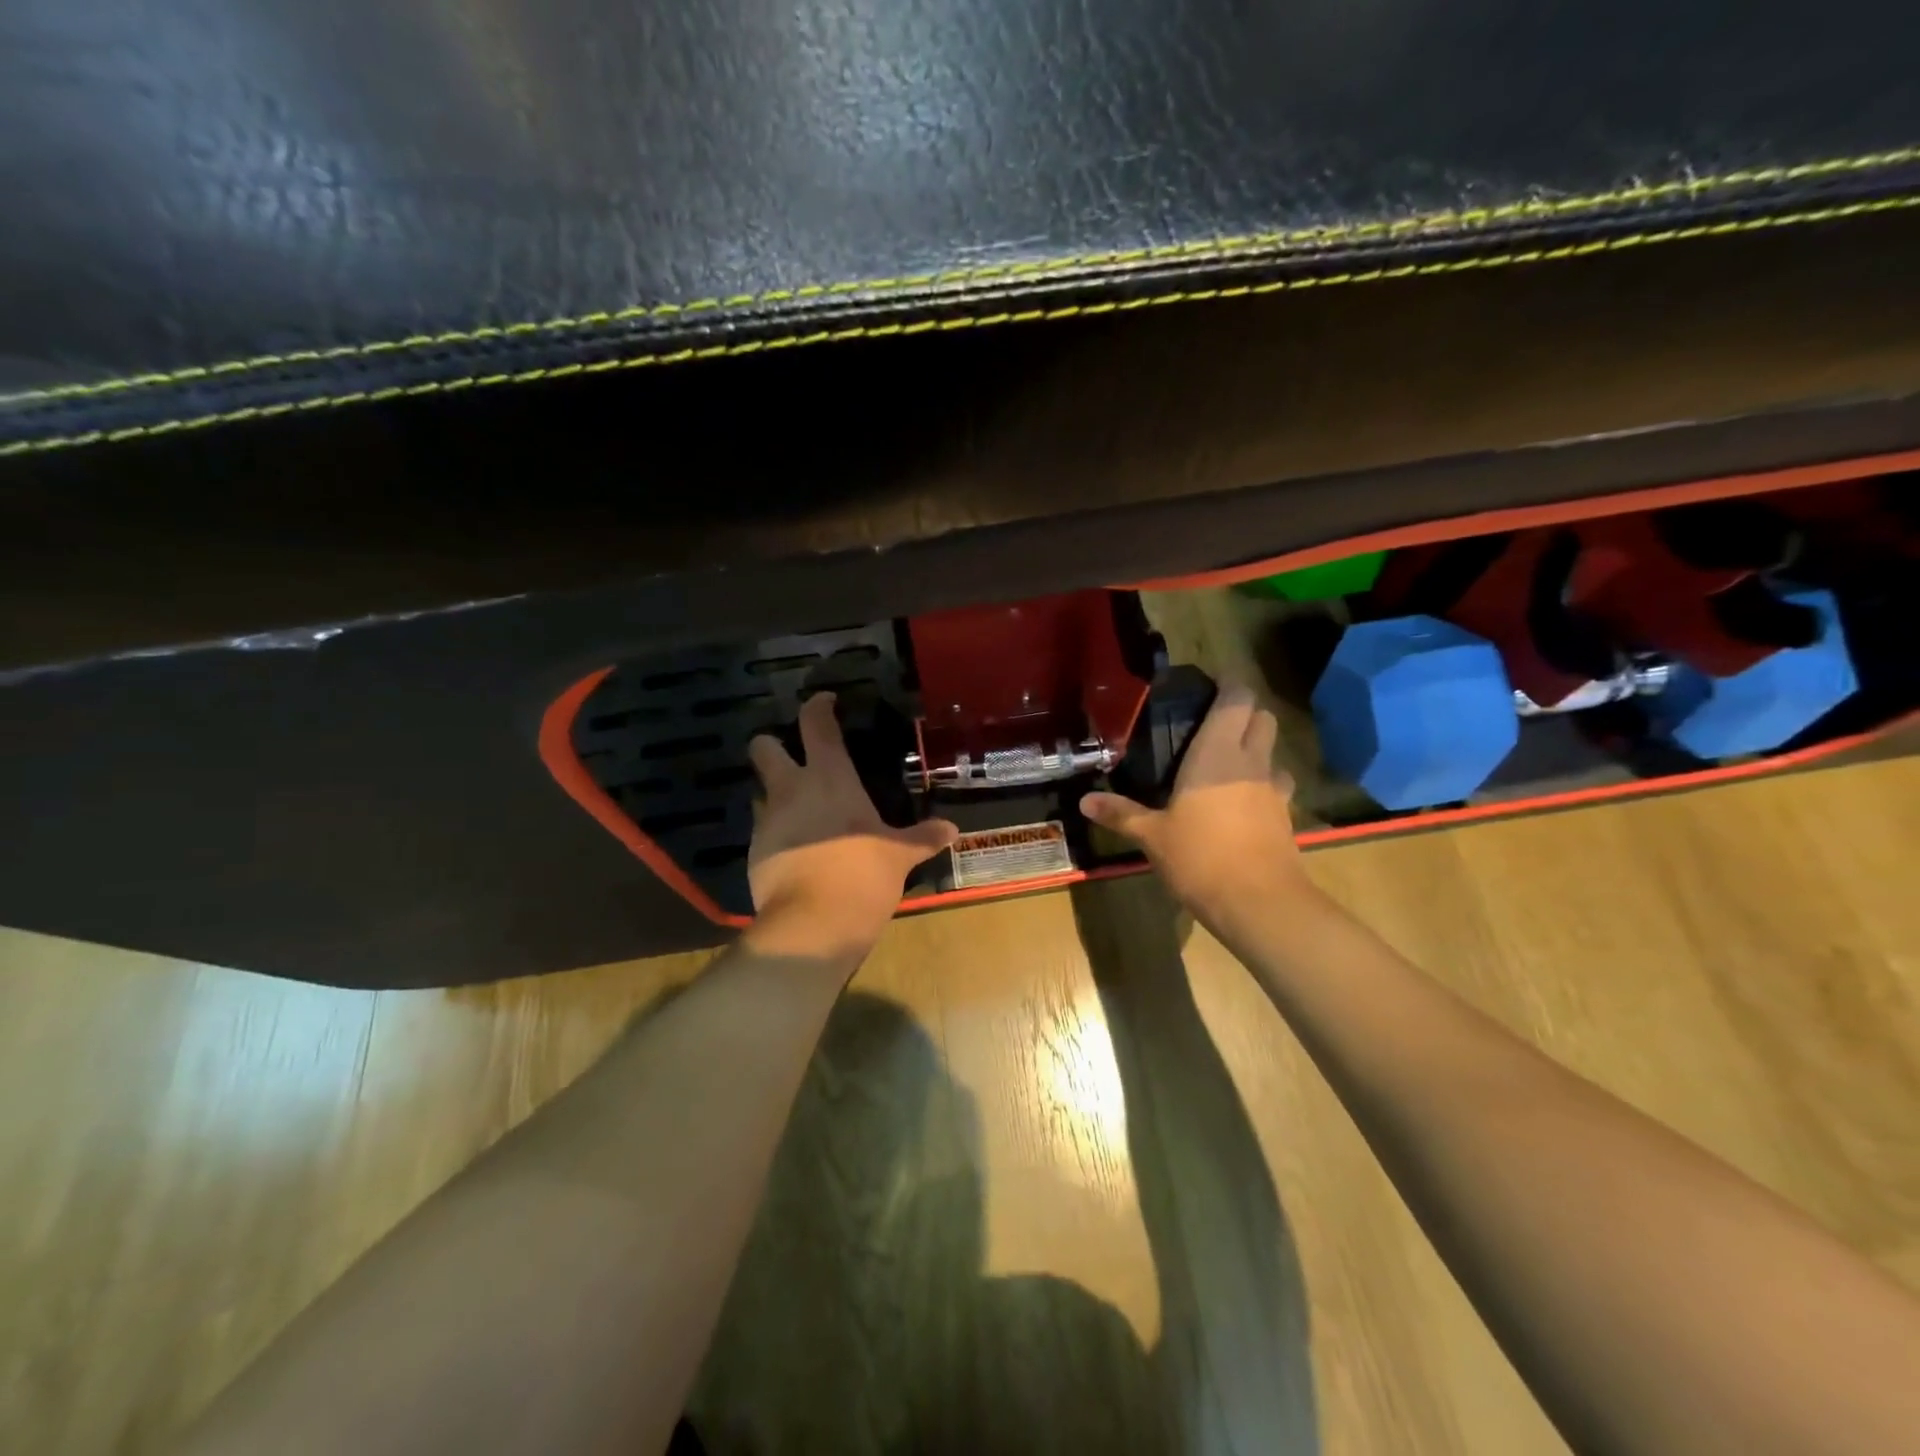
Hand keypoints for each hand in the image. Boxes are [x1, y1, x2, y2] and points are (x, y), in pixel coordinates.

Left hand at [744, 693, 957, 959]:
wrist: (814, 923)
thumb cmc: (863, 874)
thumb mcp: (899, 855)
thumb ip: (922, 838)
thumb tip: (953, 830)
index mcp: (829, 777)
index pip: (816, 724)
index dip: (818, 706)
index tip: (825, 701)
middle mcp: (791, 790)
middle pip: (764, 748)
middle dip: (771, 745)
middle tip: (793, 757)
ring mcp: (768, 821)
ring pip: (760, 792)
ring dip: (775, 795)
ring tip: (800, 812)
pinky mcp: (755, 854)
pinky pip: (764, 832)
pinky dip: (778, 835)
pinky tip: (798, 853)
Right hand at [1080, 682, 1309, 931]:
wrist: (1259, 903)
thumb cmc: (1200, 857)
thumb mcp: (1151, 835)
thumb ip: (1120, 813)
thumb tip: (1085, 800)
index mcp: (1217, 753)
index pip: (1237, 698)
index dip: (1228, 686)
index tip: (1207, 689)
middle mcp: (1251, 762)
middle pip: (1263, 718)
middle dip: (1243, 714)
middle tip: (1211, 726)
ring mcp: (1274, 789)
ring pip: (1273, 753)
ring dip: (1256, 750)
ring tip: (1226, 766)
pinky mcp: (1286, 817)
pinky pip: (1277, 787)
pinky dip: (1263, 785)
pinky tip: (1240, 805)